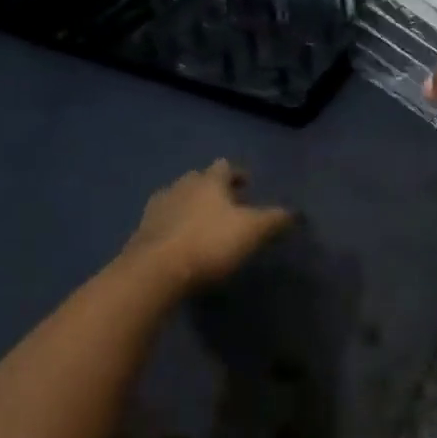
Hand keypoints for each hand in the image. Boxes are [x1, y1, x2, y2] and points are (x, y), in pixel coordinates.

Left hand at [123, 160, 294, 290]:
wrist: (155, 271)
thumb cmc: (209, 243)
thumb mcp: (252, 231)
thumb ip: (274, 219)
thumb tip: (296, 212)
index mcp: (208, 181)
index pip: (224, 167)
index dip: (236, 174)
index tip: (247, 184)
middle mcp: (180, 186)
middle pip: (198, 179)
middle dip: (212, 189)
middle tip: (226, 204)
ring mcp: (157, 208)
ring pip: (177, 198)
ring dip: (190, 206)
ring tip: (203, 223)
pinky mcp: (141, 232)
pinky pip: (162, 222)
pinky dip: (173, 226)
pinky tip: (180, 242)